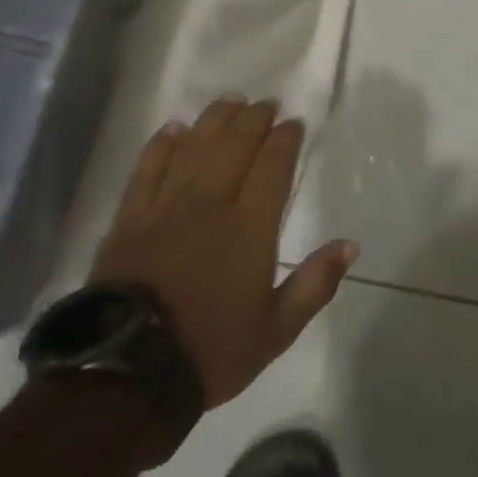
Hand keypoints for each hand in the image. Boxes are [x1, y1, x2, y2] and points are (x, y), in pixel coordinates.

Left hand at [91, 96, 359, 406]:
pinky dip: (161, 146)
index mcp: (249, 227)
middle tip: (265, 103)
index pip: (272, 167)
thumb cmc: (211, 350)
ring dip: (214, 120)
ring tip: (229, 101)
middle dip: (253, 120)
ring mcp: (165, 207)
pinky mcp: (130, 219)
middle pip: (234, 146)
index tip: (293, 123)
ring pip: (194, 148)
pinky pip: (147, 169)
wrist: (127, 374)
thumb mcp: (277, 329)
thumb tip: (350, 245)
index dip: (284, 140)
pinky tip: (173, 129)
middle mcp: (209, 204)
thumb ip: (315, 283)